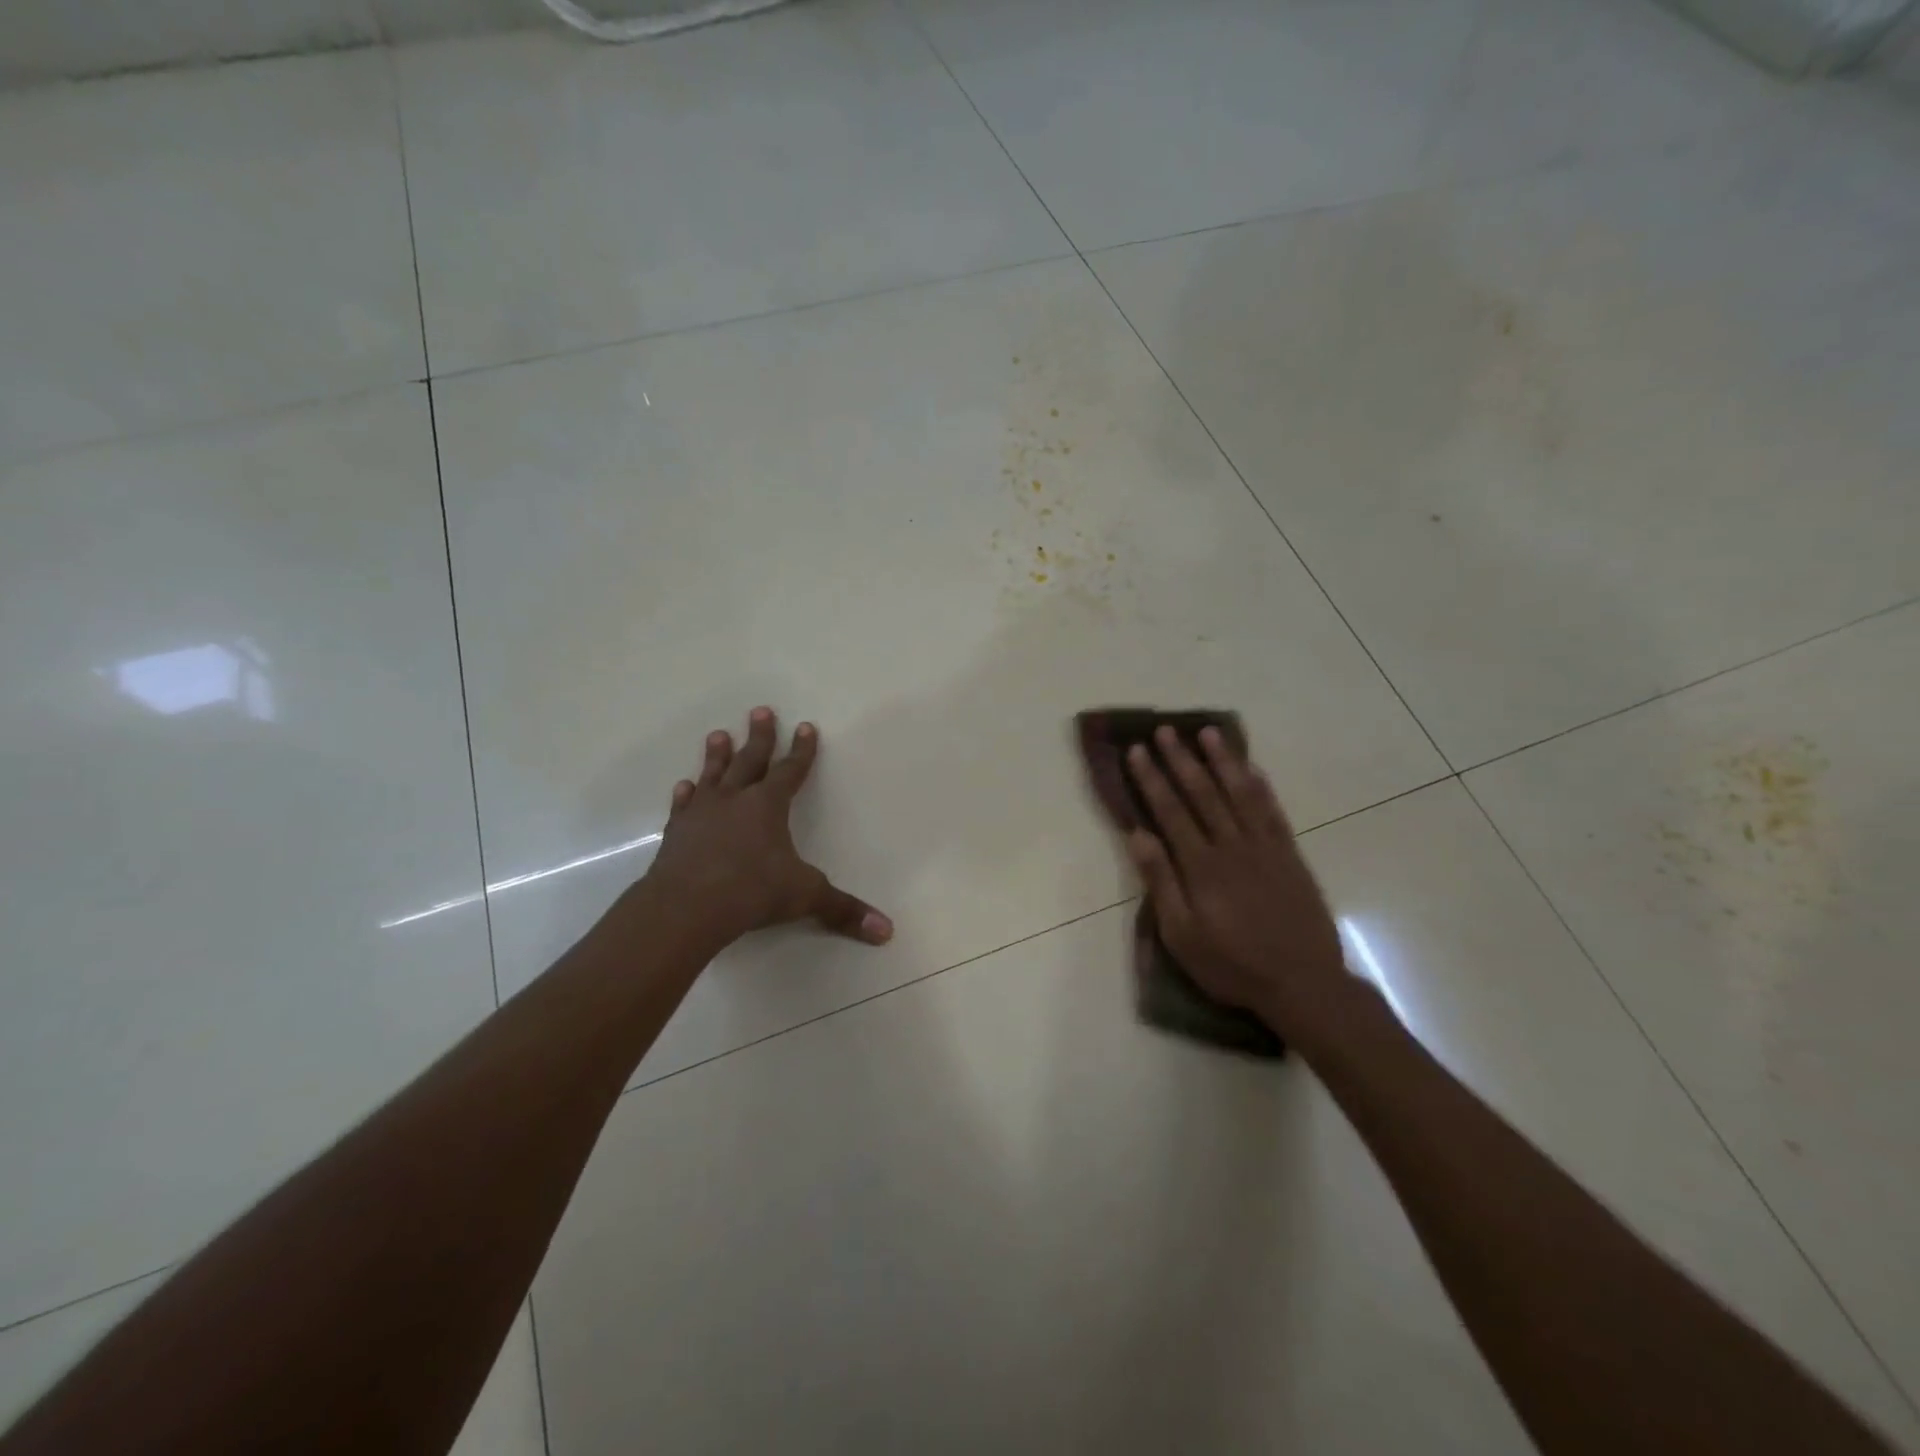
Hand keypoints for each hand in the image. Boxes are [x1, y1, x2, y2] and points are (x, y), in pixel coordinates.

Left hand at [639, 707, 891, 949]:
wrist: (685, 907)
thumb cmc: (751, 892)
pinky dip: (686, 794)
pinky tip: (684, 786)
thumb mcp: (805, 897)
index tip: (805, 726)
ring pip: (713, 775)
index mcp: (768, 806)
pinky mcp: (677, 832)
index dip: (802, 750)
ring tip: (718, 734)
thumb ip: (843, 910)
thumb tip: (887, 931)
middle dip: (760, 737)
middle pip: (751, 760)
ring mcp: (702, 814)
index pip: (791, 770)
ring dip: (718, 755)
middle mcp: (735, 800)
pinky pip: (684, 806)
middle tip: (760, 710)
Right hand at [1125, 726, 1347, 1031]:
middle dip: (1181, 760)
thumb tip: (1137, 836)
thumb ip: (1161, 882)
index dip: (1152, 779)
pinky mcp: (1290, 856)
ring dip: (1223, 761)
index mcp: (1201, 866)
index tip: (1138, 751)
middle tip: (1165, 731)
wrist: (1303, 983)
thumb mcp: (1182, 935)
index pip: (1170, 811)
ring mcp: (1265, 848)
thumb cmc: (1232, 965)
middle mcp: (1232, 846)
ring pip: (1240, 794)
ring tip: (1208, 733)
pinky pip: (1273, 812)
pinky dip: (1260, 787)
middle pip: (1203, 793)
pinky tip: (1251, 768)